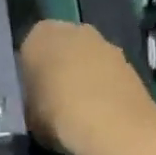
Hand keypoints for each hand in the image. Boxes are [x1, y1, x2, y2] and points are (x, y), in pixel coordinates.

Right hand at [19, 19, 155, 154]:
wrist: (115, 125)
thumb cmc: (59, 116)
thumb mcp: (30, 116)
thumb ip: (31, 101)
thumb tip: (37, 104)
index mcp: (39, 35)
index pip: (29, 50)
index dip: (31, 75)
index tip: (33, 98)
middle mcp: (70, 28)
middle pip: (60, 49)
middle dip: (59, 69)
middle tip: (57, 102)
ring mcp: (102, 42)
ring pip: (86, 58)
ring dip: (85, 76)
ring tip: (83, 112)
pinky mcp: (127, 60)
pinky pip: (107, 72)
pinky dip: (105, 87)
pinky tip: (104, 114)